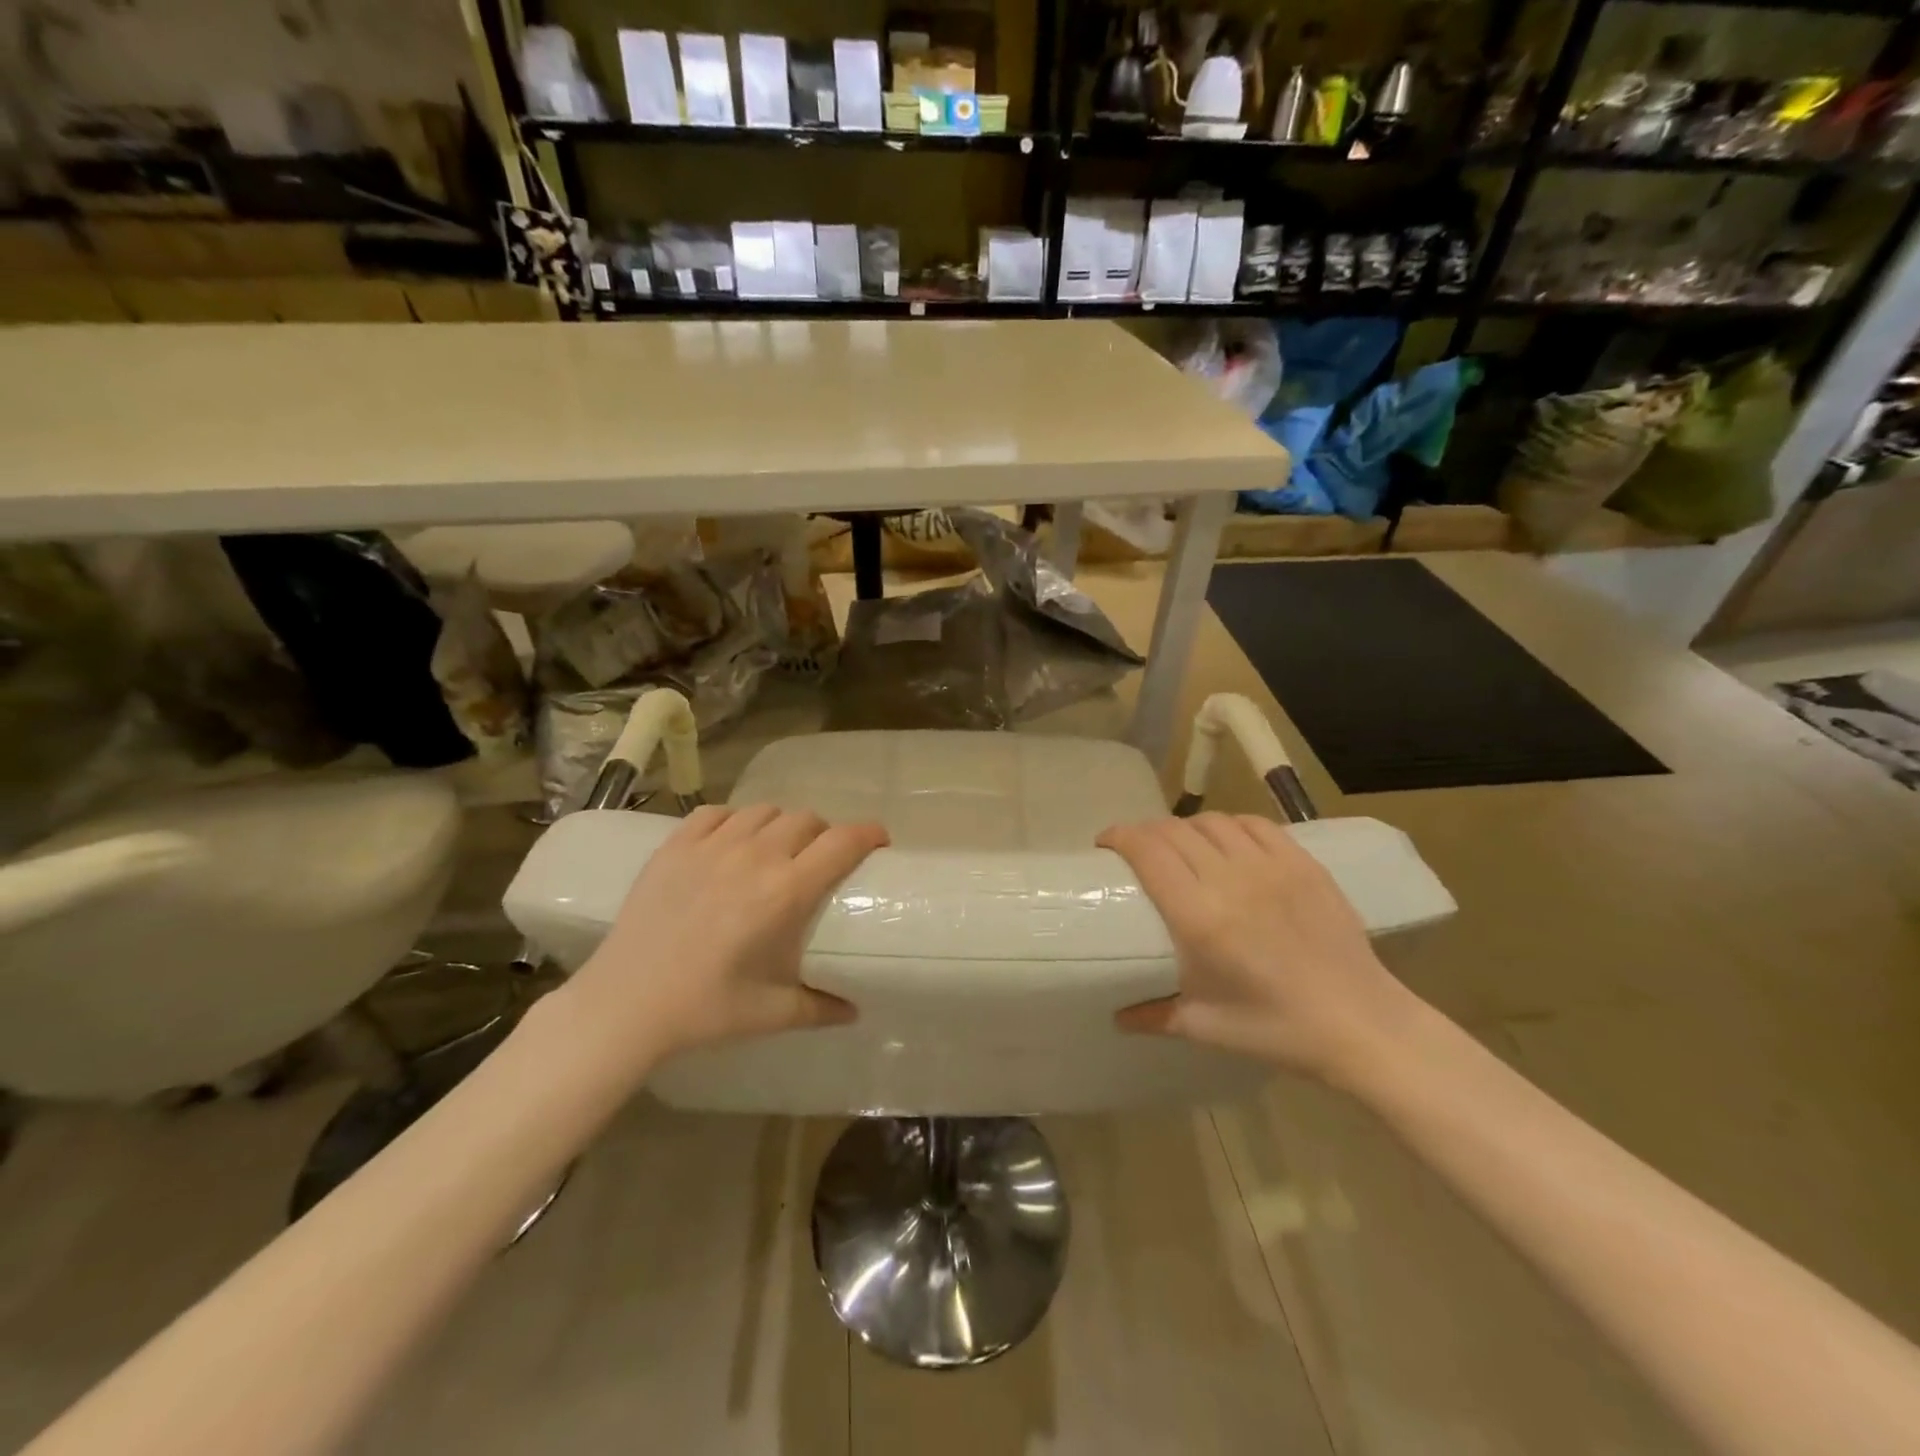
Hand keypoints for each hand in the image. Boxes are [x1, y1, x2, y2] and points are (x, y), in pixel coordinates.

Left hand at [561, 805, 888, 1063]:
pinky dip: (735, 820)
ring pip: (764, 811)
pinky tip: (732, 841)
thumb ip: (821, 1008)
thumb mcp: (771, 1013)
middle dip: (825, 833)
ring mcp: (711, 846)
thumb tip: (855, 1011)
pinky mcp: (675, 846)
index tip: (879, 841)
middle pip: (807, 819)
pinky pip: (716, 813)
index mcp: (784, 893)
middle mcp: (754, 857)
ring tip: (778, 848)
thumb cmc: (704, 1009)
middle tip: (823, 857)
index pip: (841, 843)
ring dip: (782, 825)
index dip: (868, 834)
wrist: (624, 1004)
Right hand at [1097, 813, 1421, 1085]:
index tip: (1105, 843)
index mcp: (1200, 918)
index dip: (1120, 836)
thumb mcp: (1206, 1027)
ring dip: (1186, 827)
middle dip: (1146, 831)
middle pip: (1174, 830)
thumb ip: (1154, 1015)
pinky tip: (1226, 842)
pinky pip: (1255, 824)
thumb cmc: (1278, 1029)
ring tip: (1180, 845)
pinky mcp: (1303, 863)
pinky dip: (1229, 826)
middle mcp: (1231, 880)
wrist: (1363, 1024)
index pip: (1148, 851)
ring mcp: (1272, 866)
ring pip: (1213, 822)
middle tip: (1136, 848)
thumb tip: (1117, 1016)